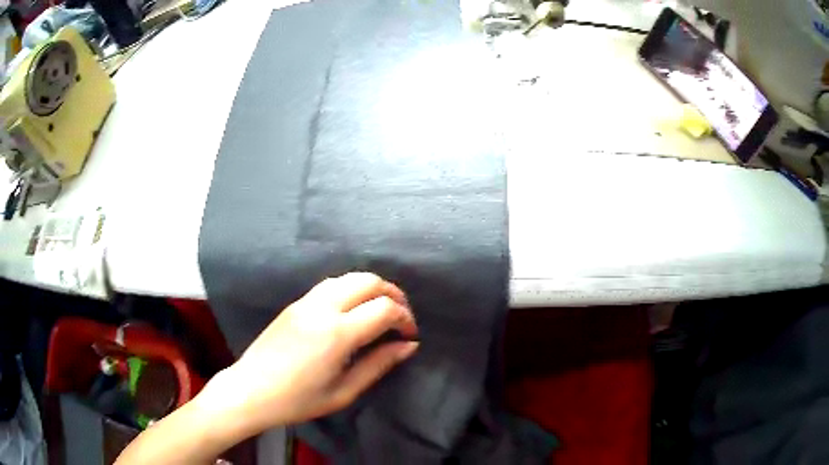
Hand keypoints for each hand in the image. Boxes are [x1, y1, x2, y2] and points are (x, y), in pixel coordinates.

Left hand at [203, 273, 418, 435]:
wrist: (250, 390)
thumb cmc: (298, 400)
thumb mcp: (344, 391)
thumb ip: (378, 365)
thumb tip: (408, 346)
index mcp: (337, 333)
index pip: (384, 309)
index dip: (405, 318)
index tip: (410, 336)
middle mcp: (323, 308)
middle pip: (369, 281)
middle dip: (393, 294)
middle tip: (402, 318)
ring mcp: (306, 302)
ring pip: (349, 277)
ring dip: (372, 288)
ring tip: (381, 310)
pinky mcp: (295, 303)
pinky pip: (330, 284)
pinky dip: (351, 289)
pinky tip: (353, 309)